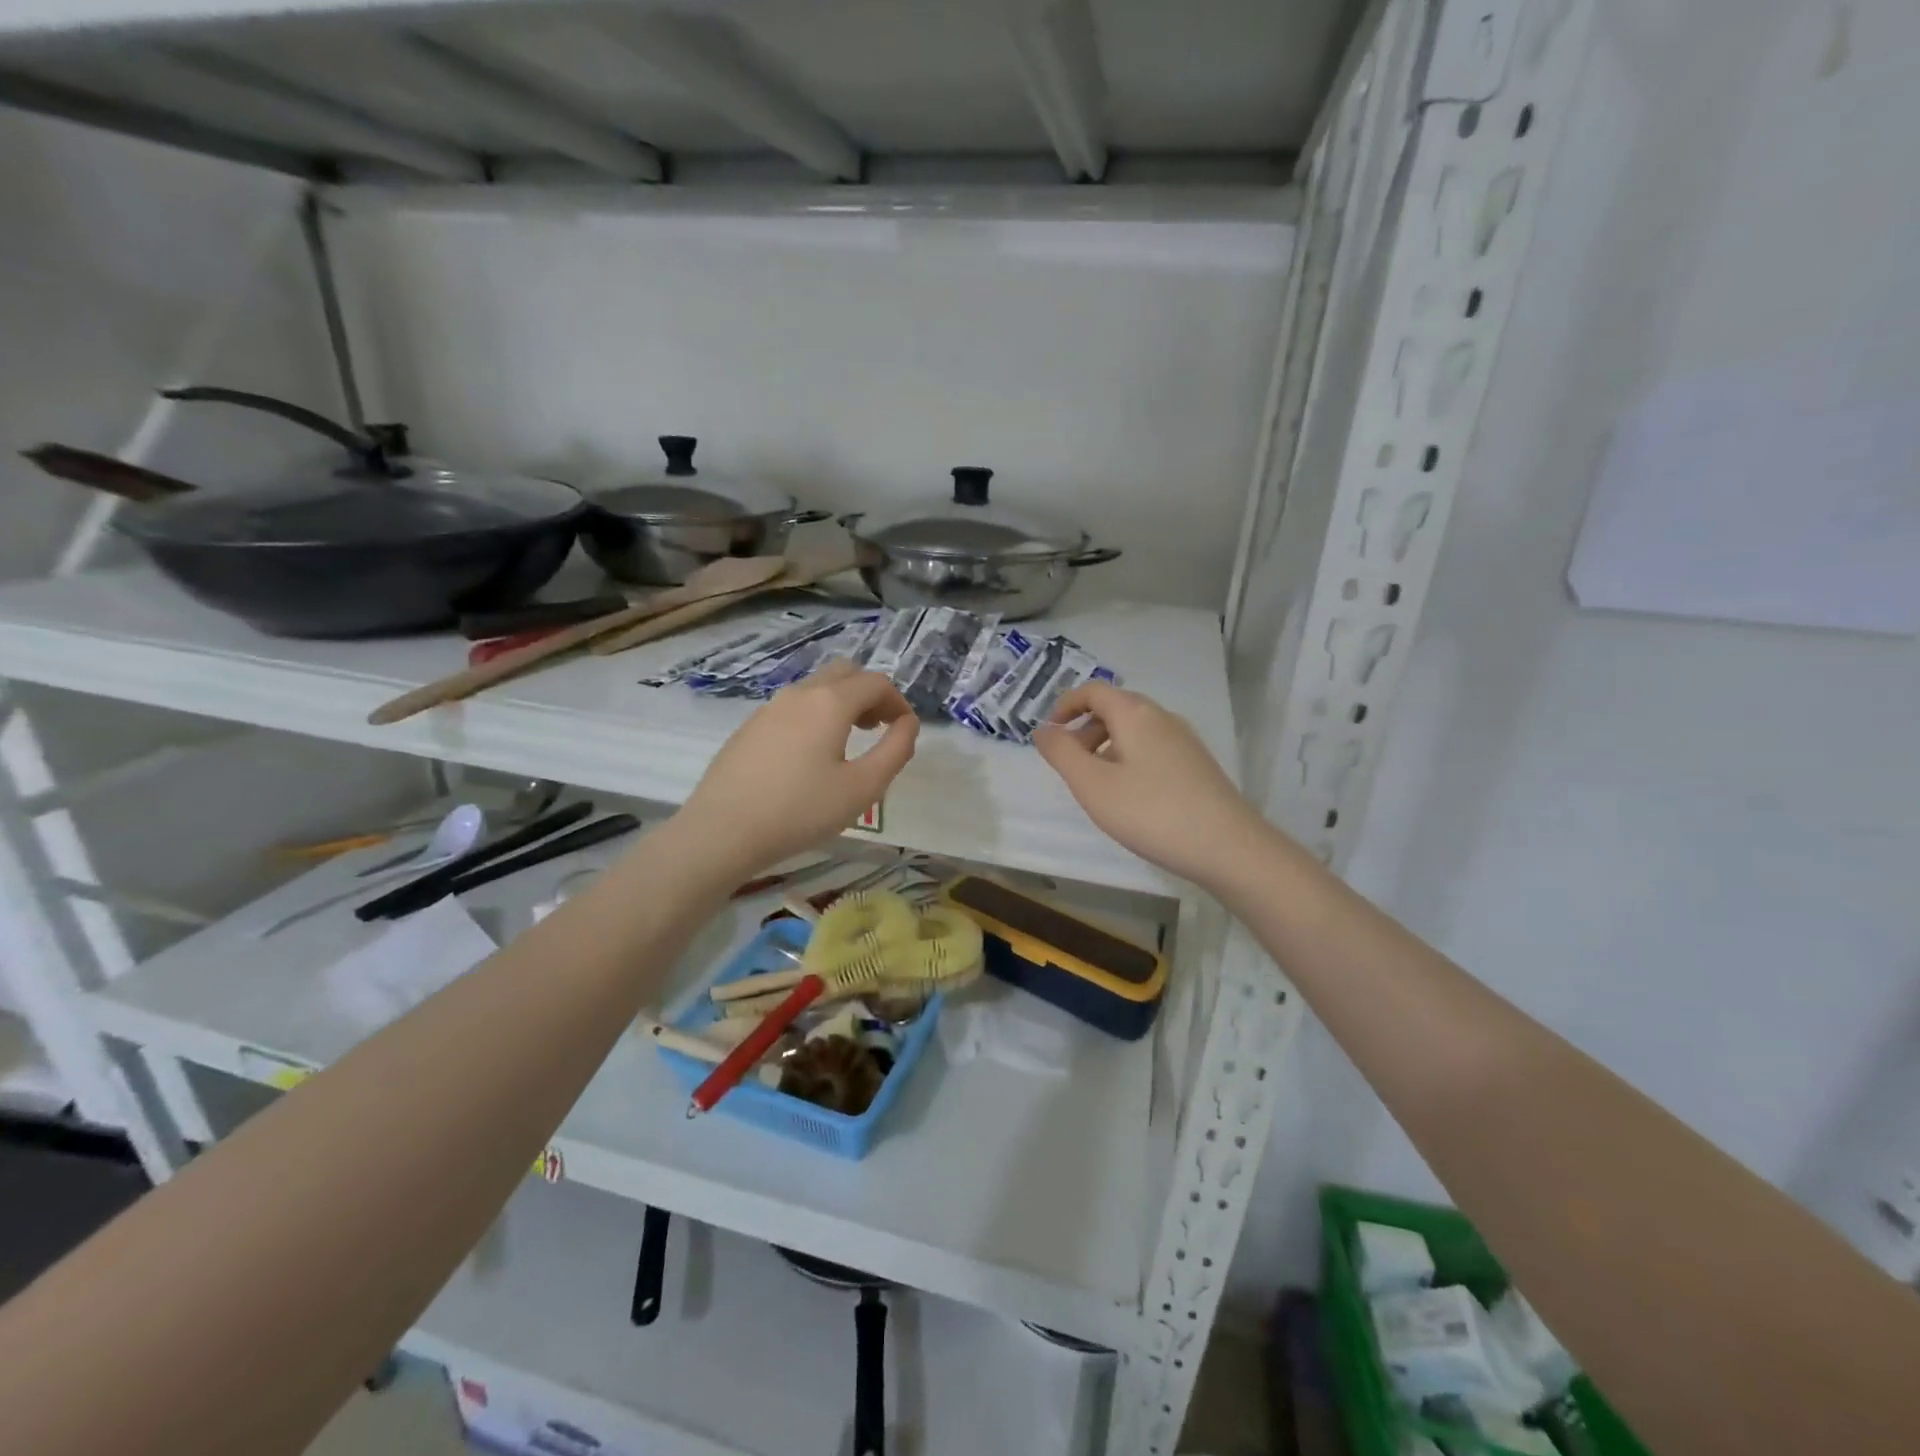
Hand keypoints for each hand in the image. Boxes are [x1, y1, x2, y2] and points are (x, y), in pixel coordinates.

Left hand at [675, 662, 919, 879]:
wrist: (722, 831)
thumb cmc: (801, 811)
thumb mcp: (863, 787)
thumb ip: (895, 751)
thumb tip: (908, 724)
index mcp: (830, 702)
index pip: (876, 682)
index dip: (899, 702)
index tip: (905, 731)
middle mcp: (799, 693)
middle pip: (845, 673)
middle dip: (869, 694)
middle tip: (878, 728)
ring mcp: (769, 708)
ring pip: (815, 688)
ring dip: (841, 704)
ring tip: (847, 742)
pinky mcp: (749, 727)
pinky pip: (792, 708)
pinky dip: (814, 716)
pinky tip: (808, 757)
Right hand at [1033, 682, 1264, 886]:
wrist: (1227, 846)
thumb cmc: (1151, 812)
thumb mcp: (1092, 785)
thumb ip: (1061, 753)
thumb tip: (1042, 730)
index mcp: (1135, 713)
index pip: (1093, 691)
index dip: (1064, 706)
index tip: (1048, 735)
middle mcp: (1162, 717)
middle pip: (1114, 708)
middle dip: (1083, 729)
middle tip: (1069, 765)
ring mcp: (1184, 740)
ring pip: (1134, 730)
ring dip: (1105, 747)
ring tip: (1096, 785)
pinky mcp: (1196, 764)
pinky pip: (1151, 748)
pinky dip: (1128, 760)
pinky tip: (1129, 797)